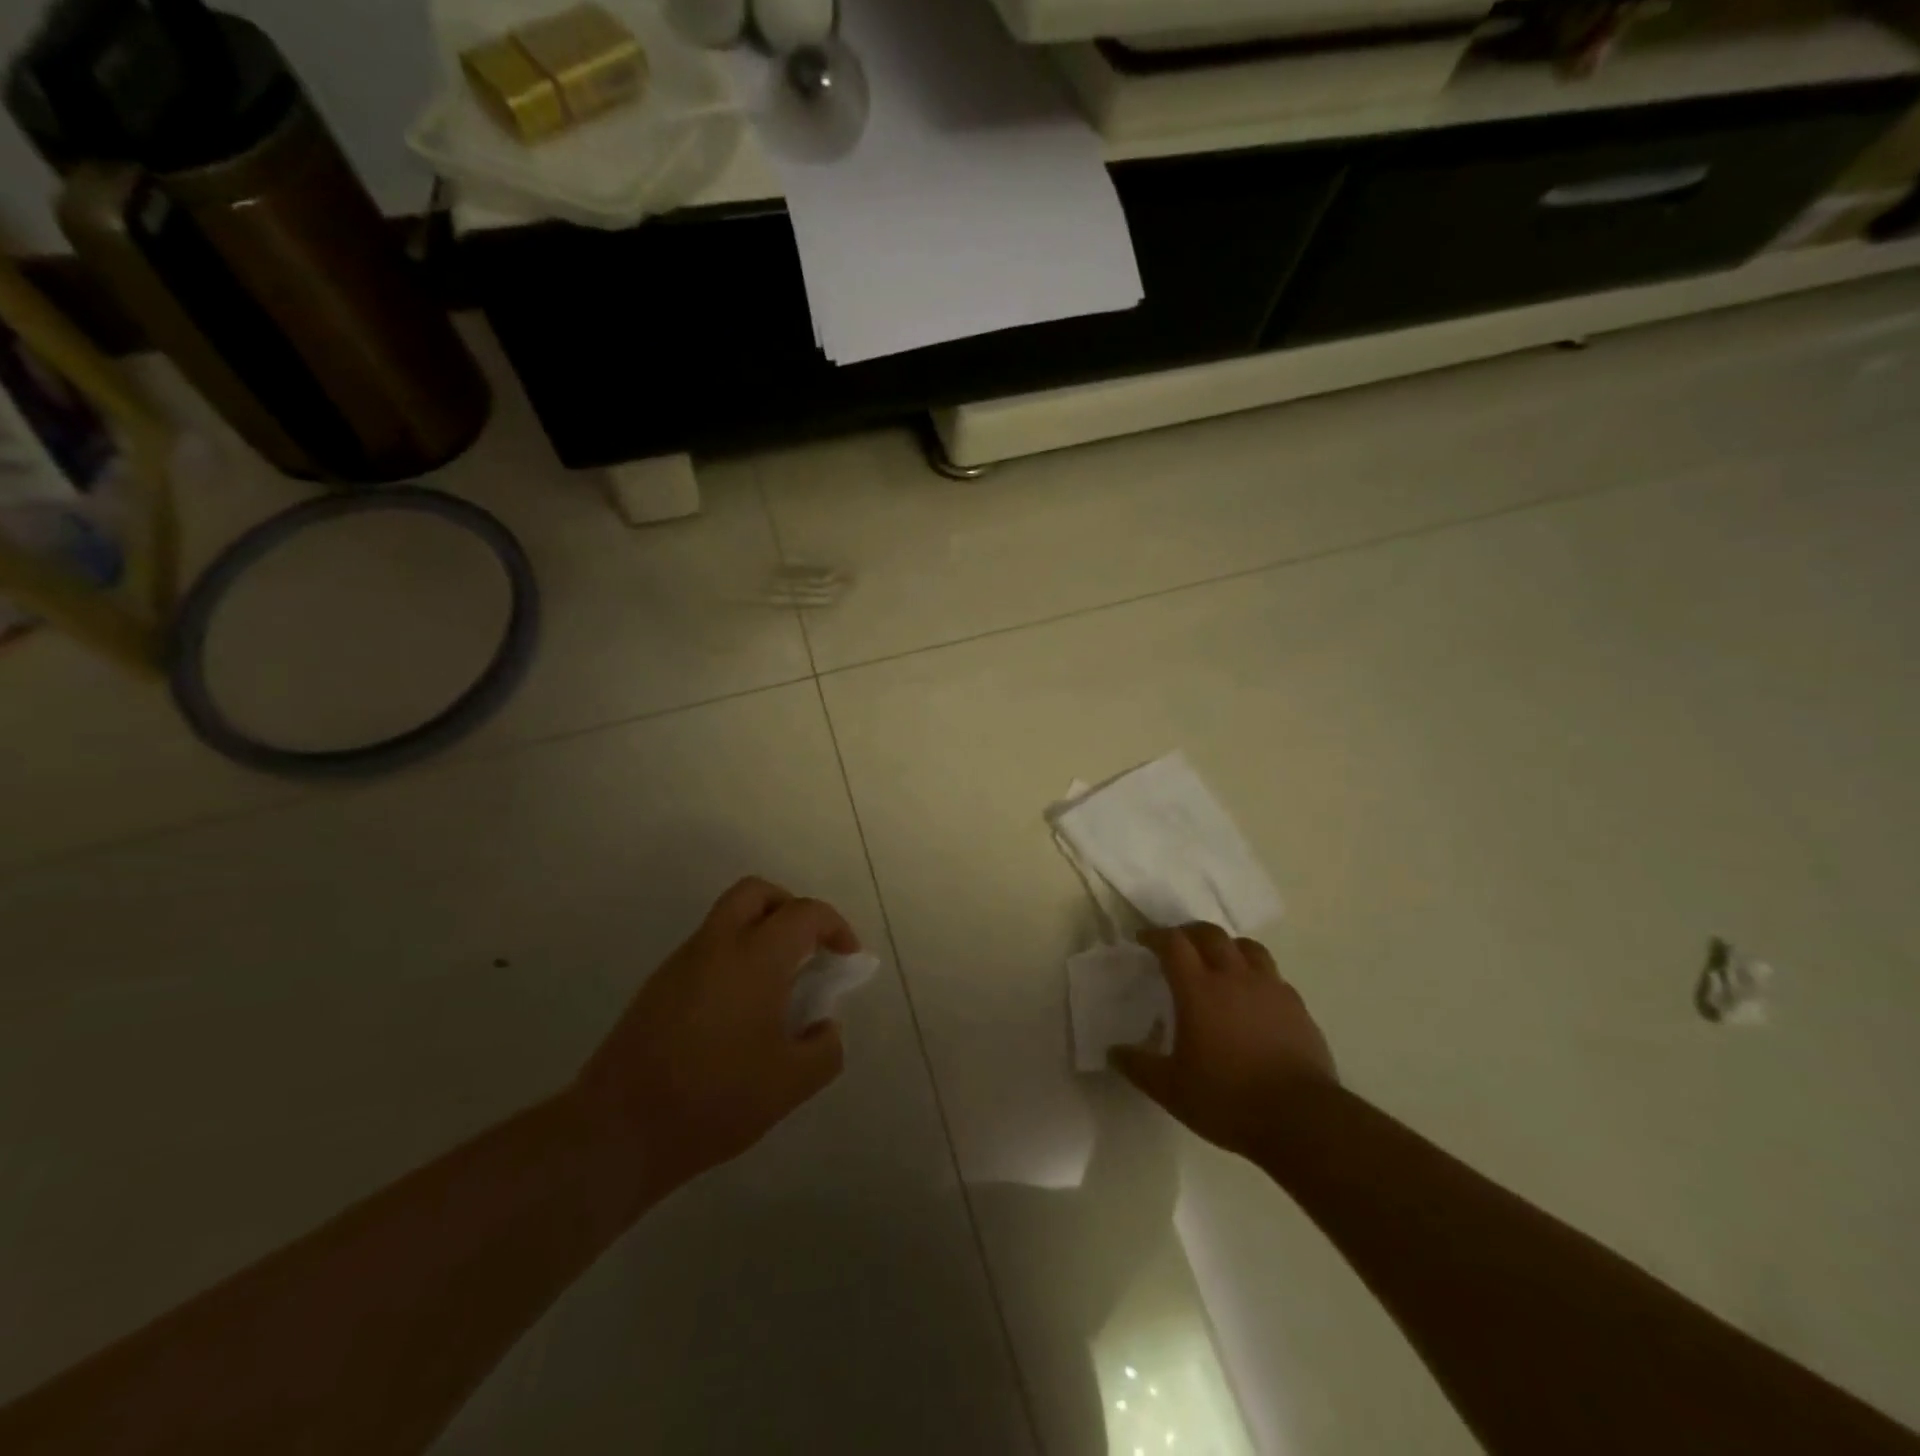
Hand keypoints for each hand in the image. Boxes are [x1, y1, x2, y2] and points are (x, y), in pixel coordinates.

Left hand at [575, 878, 858, 1198]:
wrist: (617, 1130)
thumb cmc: (714, 1099)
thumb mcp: (791, 1084)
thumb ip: (825, 1048)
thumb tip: (824, 1027)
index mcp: (755, 957)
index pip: (804, 913)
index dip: (835, 927)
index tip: (846, 958)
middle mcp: (717, 945)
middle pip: (756, 893)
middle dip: (790, 909)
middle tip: (807, 948)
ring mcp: (681, 963)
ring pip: (727, 920)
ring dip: (759, 934)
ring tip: (777, 989)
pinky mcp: (658, 987)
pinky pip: (707, 950)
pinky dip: (734, 959)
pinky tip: (739, 1013)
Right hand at [1110, 923, 1336, 1162]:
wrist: (1302, 1119)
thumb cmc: (1228, 1099)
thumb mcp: (1171, 1089)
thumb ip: (1139, 1066)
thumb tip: (1113, 1052)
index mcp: (1199, 990)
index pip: (1173, 944)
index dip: (1155, 936)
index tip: (1143, 940)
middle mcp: (1234, 977)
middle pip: (1211, 934)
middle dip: (1190, 932)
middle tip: (1178, 944)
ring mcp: (1270, 988)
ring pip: (1247, 947)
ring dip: (1227, 946)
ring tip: (1219, 961)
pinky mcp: (1297, 1006)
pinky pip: (1273, 975)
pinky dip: (1257, 974)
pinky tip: (1253, 996)